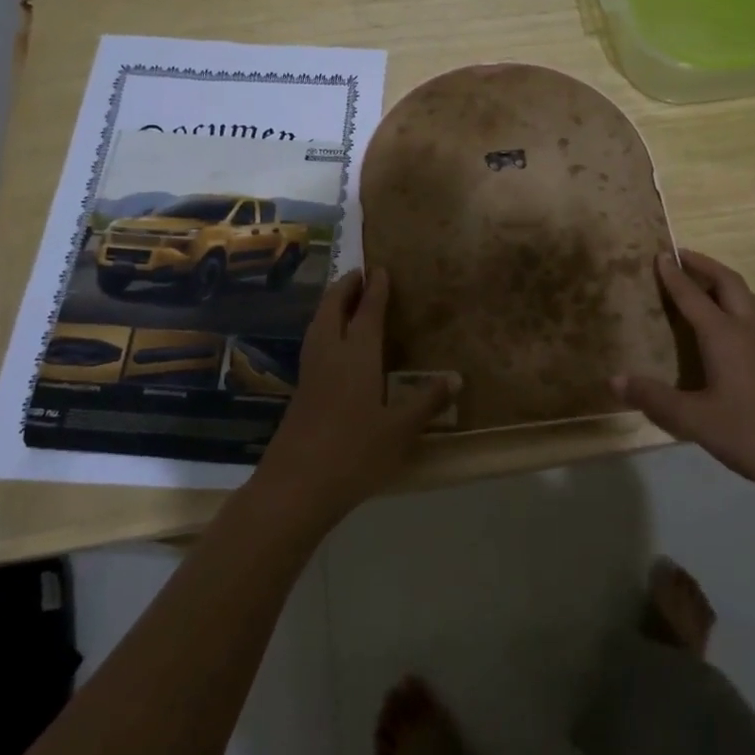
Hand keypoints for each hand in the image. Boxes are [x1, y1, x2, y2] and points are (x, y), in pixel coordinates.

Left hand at [253, 268, 448, 528]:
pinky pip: (313, 343)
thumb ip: (427, 401)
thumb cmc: (355, 453)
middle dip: (345, 287)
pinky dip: (323, 327)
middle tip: (359, 274)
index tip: (381, 268)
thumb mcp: (400, 430)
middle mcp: (330, 354)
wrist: (296, 486)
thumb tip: (457, 377)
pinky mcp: (300, 391)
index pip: (367, 312)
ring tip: (343, 298)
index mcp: (356, 356)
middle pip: (332, 309)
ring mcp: (310, 372)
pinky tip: (331, 343)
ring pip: (317, 324)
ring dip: (330, 304)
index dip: (375, 290)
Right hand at [613, 250, 754, 494]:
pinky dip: (740, 302)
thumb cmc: (750, 433)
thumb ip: (654, 398)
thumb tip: (614, 380)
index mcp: (723, 336)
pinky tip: (733, 324)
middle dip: (704, 265)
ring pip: (749, 296)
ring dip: (726, 282)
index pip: (693, 296)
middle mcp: (747, 330)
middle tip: (682, 256)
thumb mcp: (694, 420)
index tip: (660, 254)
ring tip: (708, 283)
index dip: (674, 276)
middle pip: (728, 283)